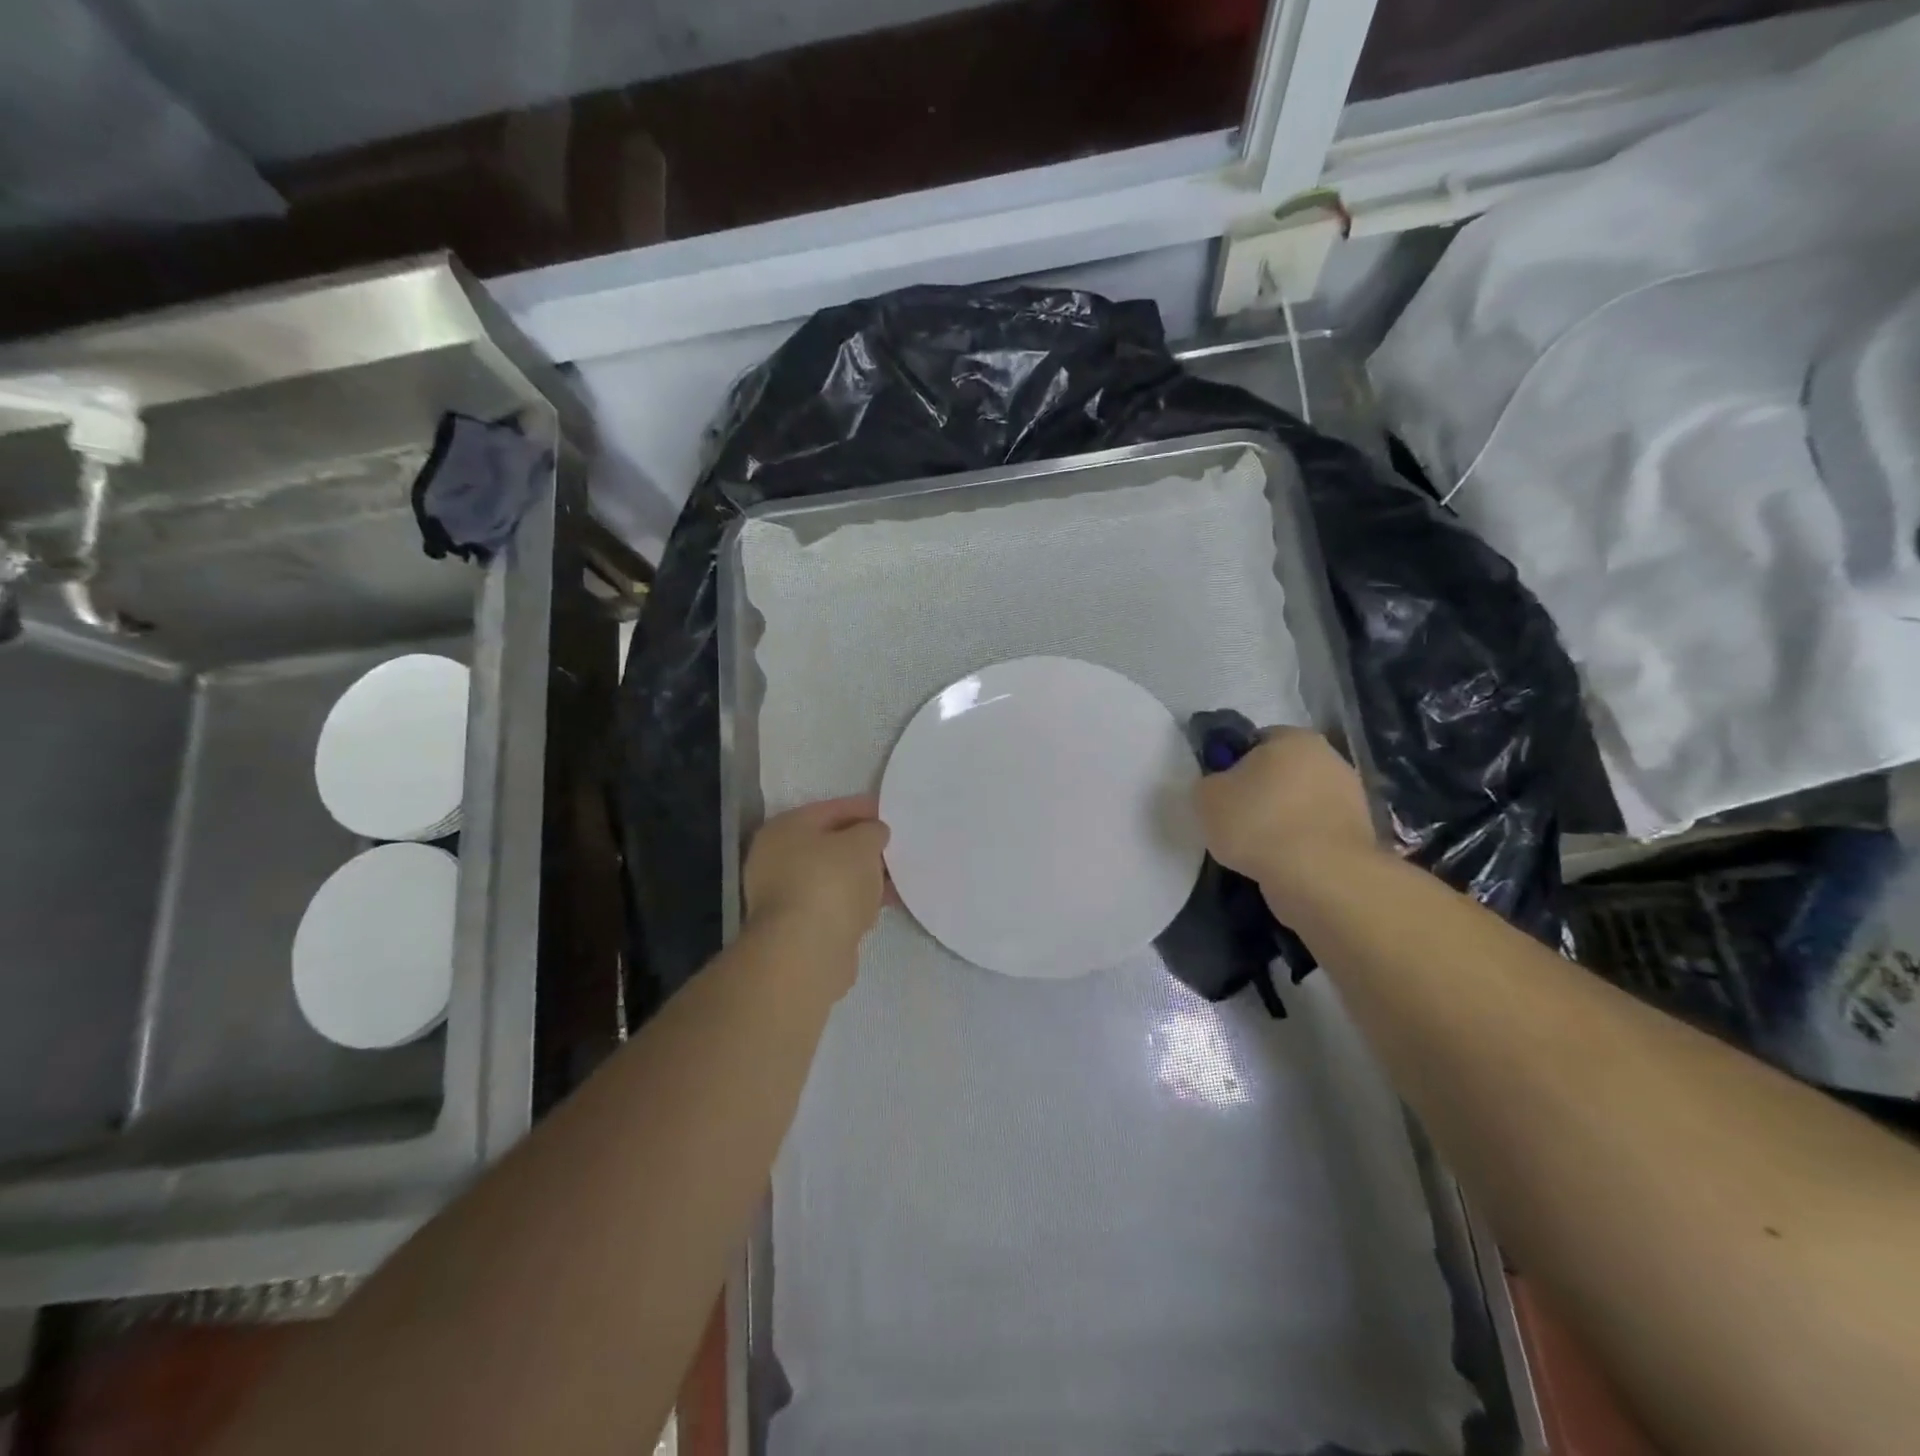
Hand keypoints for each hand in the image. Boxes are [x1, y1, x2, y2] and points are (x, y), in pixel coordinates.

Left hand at [744, 797, 890, 971]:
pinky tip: (883, 903)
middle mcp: (776, 859)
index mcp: (785, 829)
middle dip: (863, 845)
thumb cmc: (830, 883)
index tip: (892, 814)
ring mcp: (785, 895)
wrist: (806, 952)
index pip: (830, 809)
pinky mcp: (799, 927)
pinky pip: (835, 903)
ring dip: (863, 876)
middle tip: (896, 846)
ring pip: (833, 877)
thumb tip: (874, 833)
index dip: (864, 809)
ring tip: (897, 876)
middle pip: (829, 844)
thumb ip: (872, 831)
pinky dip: (857, 901)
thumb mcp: (862, 844)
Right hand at [1193, 728, 1379, 910]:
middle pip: (1283, 772)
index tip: (1221, 792)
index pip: (1256, 741)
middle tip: (1236, 820)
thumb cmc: (1258, 823)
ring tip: (1257, 849)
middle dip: (1262, 793)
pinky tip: (1281, 863)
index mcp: (1294, 737)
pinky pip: (1316, 833)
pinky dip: (1300, 845)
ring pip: (1301, 804)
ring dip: (1282, 821)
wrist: (1319, 877)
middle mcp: (1330, 759)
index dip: (1234, 765)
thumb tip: (1219, 787)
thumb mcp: (1206, 797)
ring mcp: (1352, 798)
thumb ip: (1210, 783)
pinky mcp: (1360, 835)